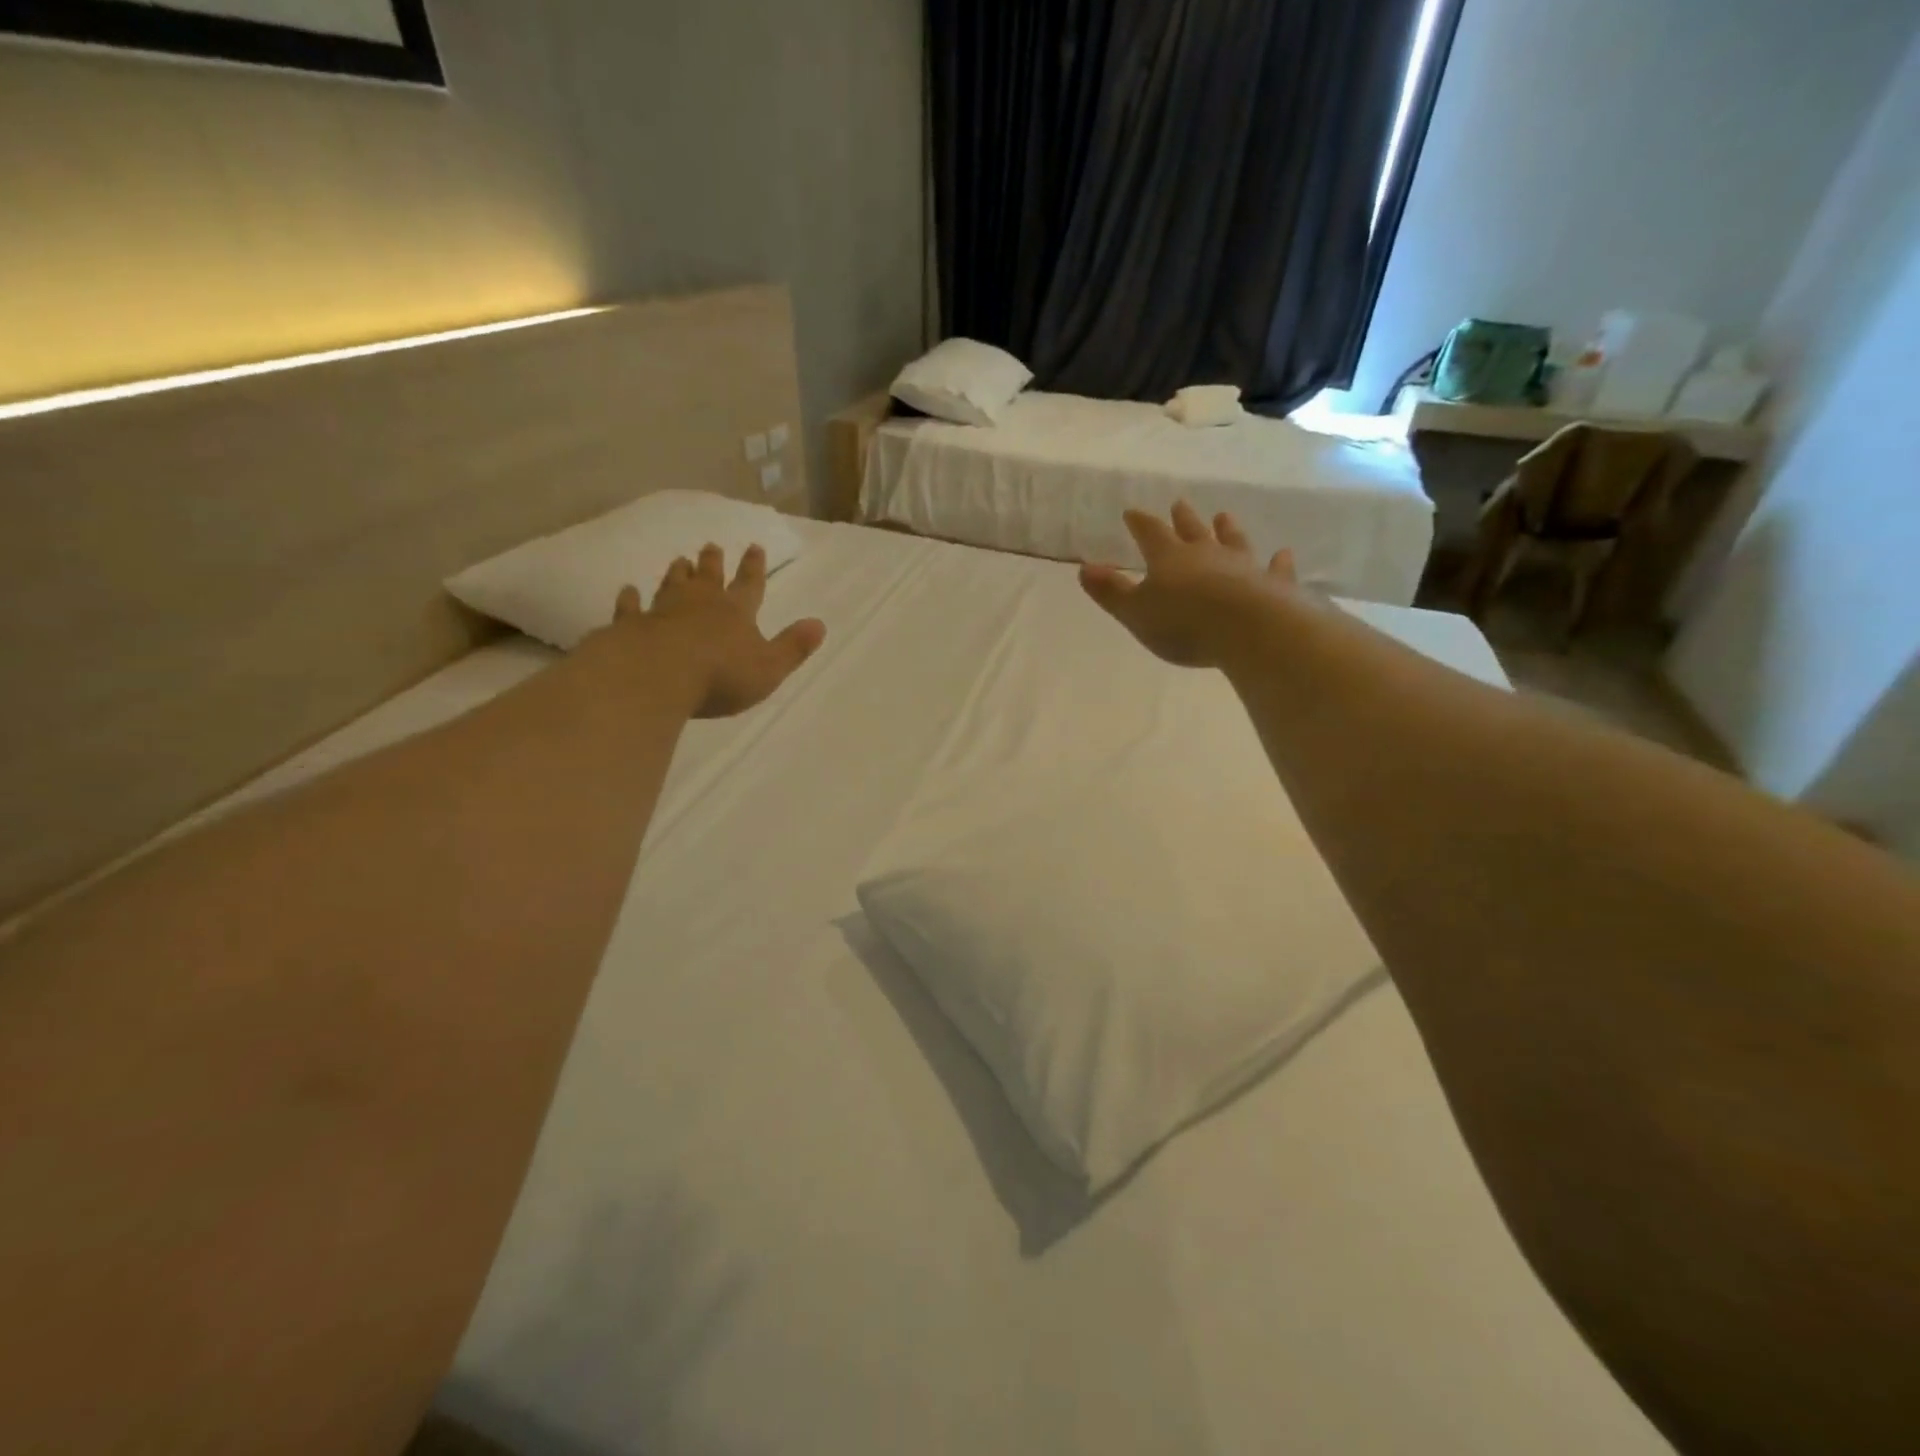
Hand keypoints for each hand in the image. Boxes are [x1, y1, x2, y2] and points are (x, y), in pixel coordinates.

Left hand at [605, 543, 826, 718]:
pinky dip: (630, 599)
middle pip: (709, 578)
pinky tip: (627, 591)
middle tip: (711, 545)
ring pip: (672, 586)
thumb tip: (820, 624)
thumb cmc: (721, 675)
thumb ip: (793, 647)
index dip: (754, 567)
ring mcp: (663, 612)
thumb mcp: (770, 667)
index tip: (755, 546)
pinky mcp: (632, 626)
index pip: (750, 585)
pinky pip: (631, 608)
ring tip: (680, 560)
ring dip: (678, 574)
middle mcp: (700, 605)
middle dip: (713, 563)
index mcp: (736, 613)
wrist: (658, 675)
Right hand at [1079, 502, 1302, 668]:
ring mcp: (1243, 566)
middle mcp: (1207, 554)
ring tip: (1224, 516)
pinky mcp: (1273, 584)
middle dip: (1182, 519)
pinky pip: (1275, 569)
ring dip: (1227, 529)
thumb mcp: (1135, 612)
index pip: (1150, 533)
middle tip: (1179, 504)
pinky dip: (1278, 562)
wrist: (1248, 629)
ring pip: (1233, 541)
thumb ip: (1111, 592)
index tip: (1132, 512)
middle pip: (1192, 531)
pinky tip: (1283, 554)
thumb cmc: (1183, 623)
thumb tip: (1084, 568)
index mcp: (1170, 558)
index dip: (1140, 523)